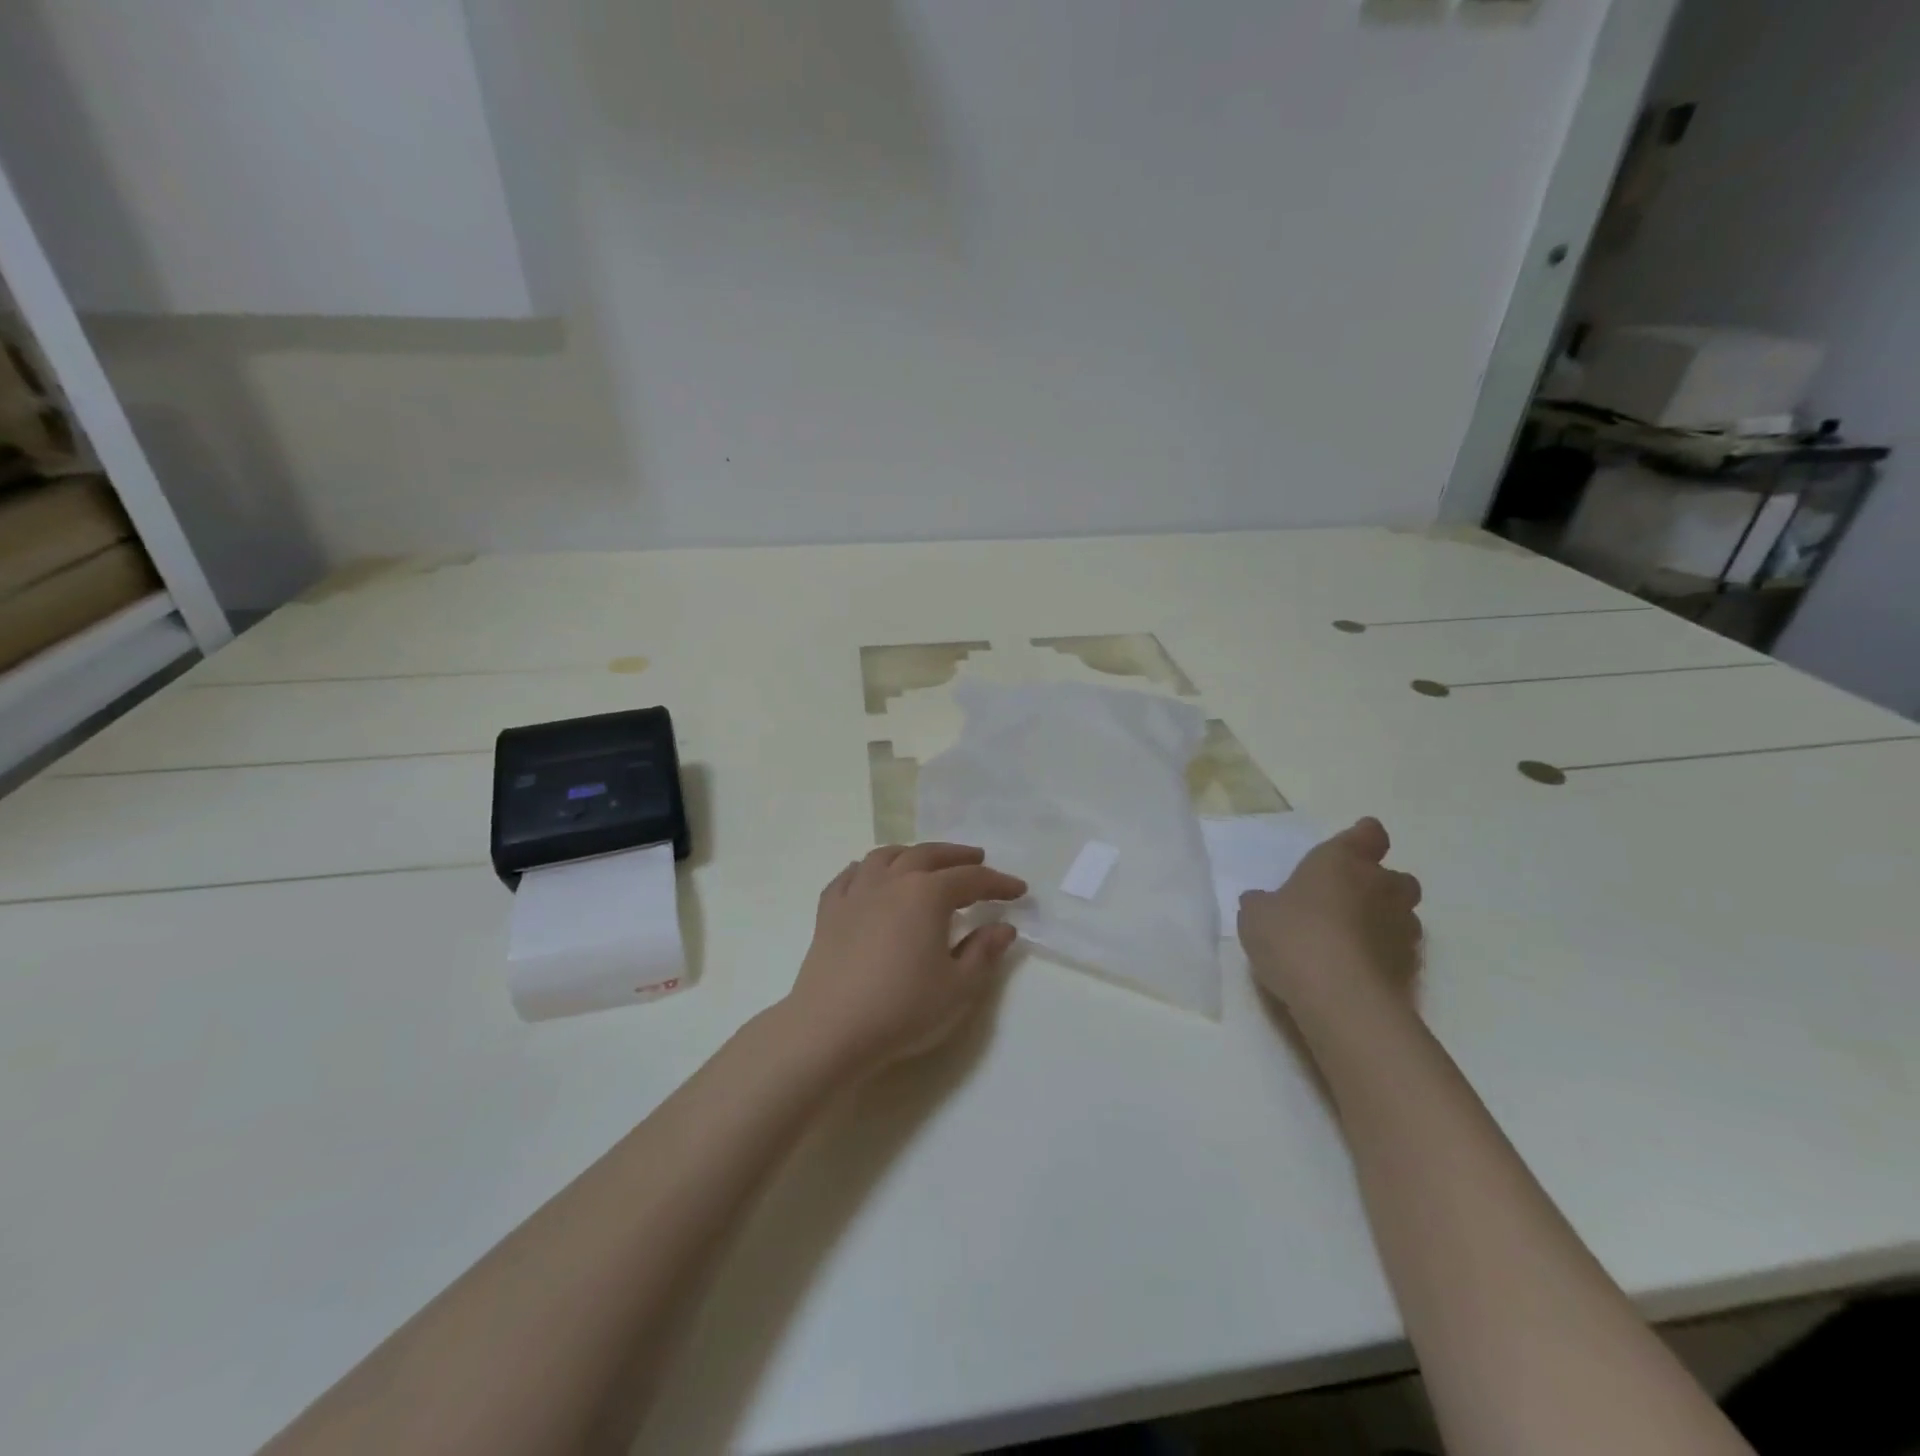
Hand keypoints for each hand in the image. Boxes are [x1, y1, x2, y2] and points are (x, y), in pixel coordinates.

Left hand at [785, 843, 1028, 1078]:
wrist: (831, 1029)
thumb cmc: (903, 1008)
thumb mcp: (958, 987)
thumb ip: (984, 952)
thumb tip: (1003, 928)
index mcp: (927, 894)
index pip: (971, 879)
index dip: (998, 883)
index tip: (1019, 890)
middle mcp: (891, 881)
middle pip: (928, 855)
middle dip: (957, 856)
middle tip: (977, 859)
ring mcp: (856, 893)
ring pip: (886, 856)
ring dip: (912, 853)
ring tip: (925, 861)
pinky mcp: (829, 911)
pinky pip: (850, 876)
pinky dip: (867, 869)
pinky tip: (870, 877)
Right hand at [1238, 818, 1422, 1016]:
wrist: (1339, 998)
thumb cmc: (1293, 937)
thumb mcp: (1256, 915)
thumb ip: (1263, 903)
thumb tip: (1262, 902)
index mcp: (1342, 862)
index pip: (1368, 835)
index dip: (1363, 838)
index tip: (1353, 847)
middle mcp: (1381, 887)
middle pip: (1396, 878)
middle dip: (1379, 887)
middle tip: (1347, 902)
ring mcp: (1402, 929)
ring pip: (1402, 916)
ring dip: (1383, 923)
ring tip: (1351, 942)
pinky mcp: (1411, 969)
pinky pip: (1398, 953)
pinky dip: (1383, 957)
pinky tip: (1356, 972)